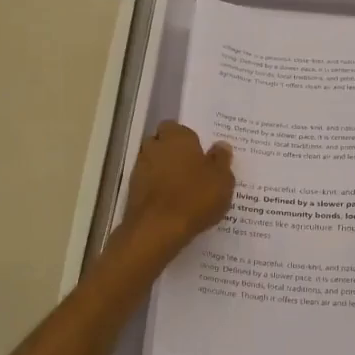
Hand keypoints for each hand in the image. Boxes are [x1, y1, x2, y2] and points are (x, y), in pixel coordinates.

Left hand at [119, 122, 235, 256]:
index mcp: (177, 137)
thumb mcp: (222, 180)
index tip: (199, 153)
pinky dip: (156, 189)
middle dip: (172, 153)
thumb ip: (221, 160)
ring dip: (163, 171)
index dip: (187, 139)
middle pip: (161, 143)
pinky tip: (170, 203)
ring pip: (152, 163)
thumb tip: (221, 145)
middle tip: (191, 169)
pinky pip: (147, 183)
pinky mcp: (131, 190)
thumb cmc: (195, 197)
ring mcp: (139, 168)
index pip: (177, 127)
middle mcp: (154, 147)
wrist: (158, 228)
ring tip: (181, 189)